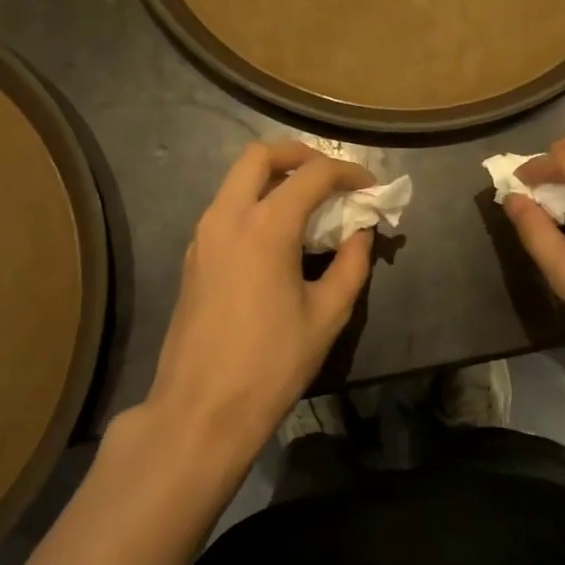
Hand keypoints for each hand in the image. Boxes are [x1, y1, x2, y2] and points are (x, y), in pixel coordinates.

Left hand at [145, 141, 372, 458]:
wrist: (201, 409)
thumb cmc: (272, 363)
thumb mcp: (327, 314)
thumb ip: (351, 264)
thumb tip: (360, 233)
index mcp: (266, 226)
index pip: (313, 175)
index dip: (348, 173)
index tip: (371, 188)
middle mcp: (228, 216)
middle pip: (261, 155)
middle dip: (301, 155)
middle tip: (331, 177)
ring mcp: (203, 234)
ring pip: (237, 179)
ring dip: (274, 177)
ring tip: (309, 203)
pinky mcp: (193, 256)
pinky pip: (226, 207)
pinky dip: (255, 201)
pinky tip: (278, 234)